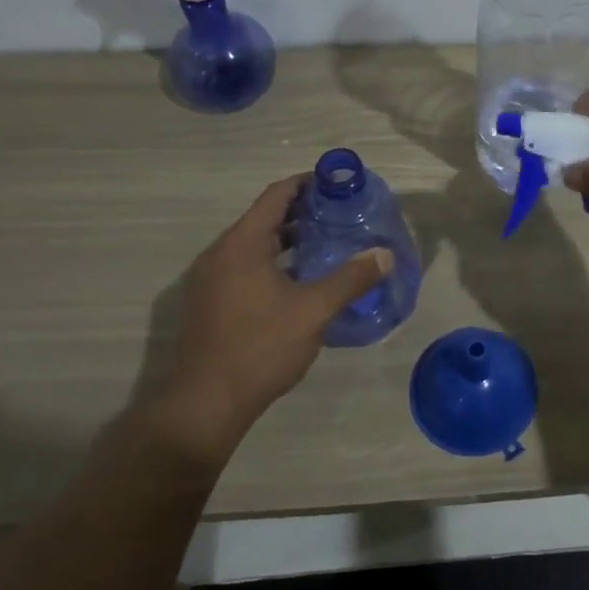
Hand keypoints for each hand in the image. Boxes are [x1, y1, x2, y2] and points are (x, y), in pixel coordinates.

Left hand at [129, 176, 391, 464]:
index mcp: (241, 244)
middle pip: (263, 219)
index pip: (276, 195)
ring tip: (325, 246)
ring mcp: (209, 281)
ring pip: (253, 246)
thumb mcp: (313, 311)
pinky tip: (298, 283)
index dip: (306, 184)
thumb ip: (350, 279)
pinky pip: (243, 268)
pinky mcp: (208, 304)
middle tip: (339, 216)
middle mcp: (219, 254)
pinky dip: (272, 263)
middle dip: (301, 213)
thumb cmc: (259, 347)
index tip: (336, 184)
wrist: (204, 405)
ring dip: (287, 241)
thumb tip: (384, 254)